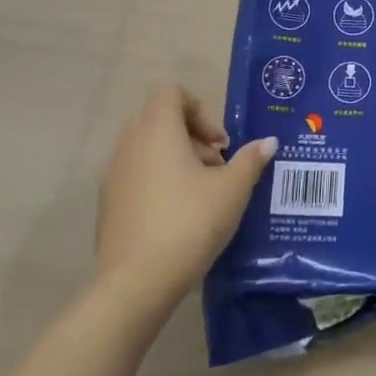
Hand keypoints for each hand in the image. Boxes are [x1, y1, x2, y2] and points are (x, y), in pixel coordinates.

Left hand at [97, 85, 275, 313]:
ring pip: (147, 147)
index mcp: (156, 131)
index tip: (220, 142)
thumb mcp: (232, 190)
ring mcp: (112, 174)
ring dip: (177, 158)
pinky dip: (158, 180)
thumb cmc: (189, 223)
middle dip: (192, 135)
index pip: (171, 92)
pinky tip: (180, 214)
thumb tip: (268, 142)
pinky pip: (136, 174)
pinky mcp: (107, 203)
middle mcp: (128, 144)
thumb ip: (250, 160)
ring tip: (202, 192)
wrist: (136, 283)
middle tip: (217, 165)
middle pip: (159, 118)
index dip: (200, 109)